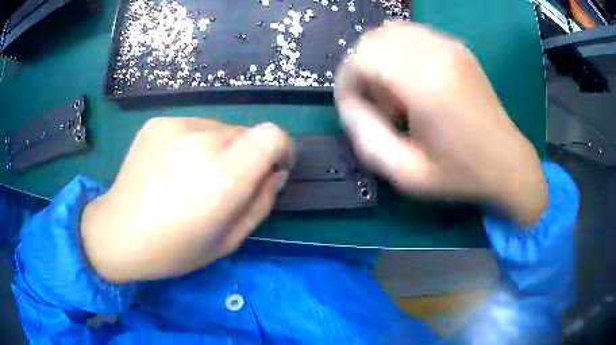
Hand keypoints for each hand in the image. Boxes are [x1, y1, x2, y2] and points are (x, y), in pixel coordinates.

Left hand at [81, 118, 292, 282]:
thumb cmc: (175, 249)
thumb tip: (274, 173)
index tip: (275, 166)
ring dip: (219, 149)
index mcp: (224, 176)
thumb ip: (261, 203)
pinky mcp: (158, 123)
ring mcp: (177, 127)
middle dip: (247, 156)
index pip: (272, 135)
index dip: (282, 147)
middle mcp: (203, 141)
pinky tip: (173, 166)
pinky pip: (193, 127)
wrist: (119, 232)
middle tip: (224, 184)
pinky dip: (194, 143)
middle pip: (246, 133)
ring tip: (194, 176)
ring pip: (219, 128)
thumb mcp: (229, 240)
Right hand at [335, 22, 546, 223]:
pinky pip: (411, 35)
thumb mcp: (408, 174)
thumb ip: (367, 139)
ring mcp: (450, 46)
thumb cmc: (461, 174)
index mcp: (428, 85)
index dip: (347, 80)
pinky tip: (411, 81)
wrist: (507, 162)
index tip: (352, 107)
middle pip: (374, 39)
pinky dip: (398, 53)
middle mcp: (439, 54)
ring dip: (380, 59)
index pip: (363, 57)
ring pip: (390, 32)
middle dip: (361, 69)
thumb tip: (349, 106)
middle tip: (375, 104)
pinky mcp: (457, 47)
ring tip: (394, 93)